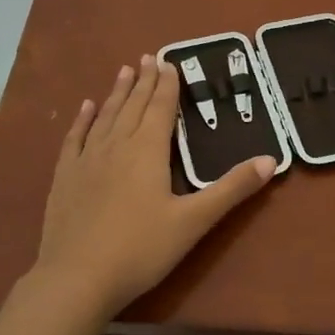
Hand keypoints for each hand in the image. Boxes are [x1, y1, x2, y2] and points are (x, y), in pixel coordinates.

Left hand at [33, 55, 275, 320]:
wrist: (77, 277)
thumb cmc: (141, 250)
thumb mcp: (194, 221)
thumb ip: (231, 189)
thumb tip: (270, 160)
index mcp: (147, 151)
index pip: (160, 109)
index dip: (166, 85)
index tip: (169, 62)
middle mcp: (116, 146)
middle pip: (133, 106)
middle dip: (143, 81)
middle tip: (149, 57)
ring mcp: (86, 160)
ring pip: (105, 117)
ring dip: (117, 93)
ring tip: (124, 71)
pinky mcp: (64, 178)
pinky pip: (74, 138)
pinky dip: (82, 120)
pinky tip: (85, 108)